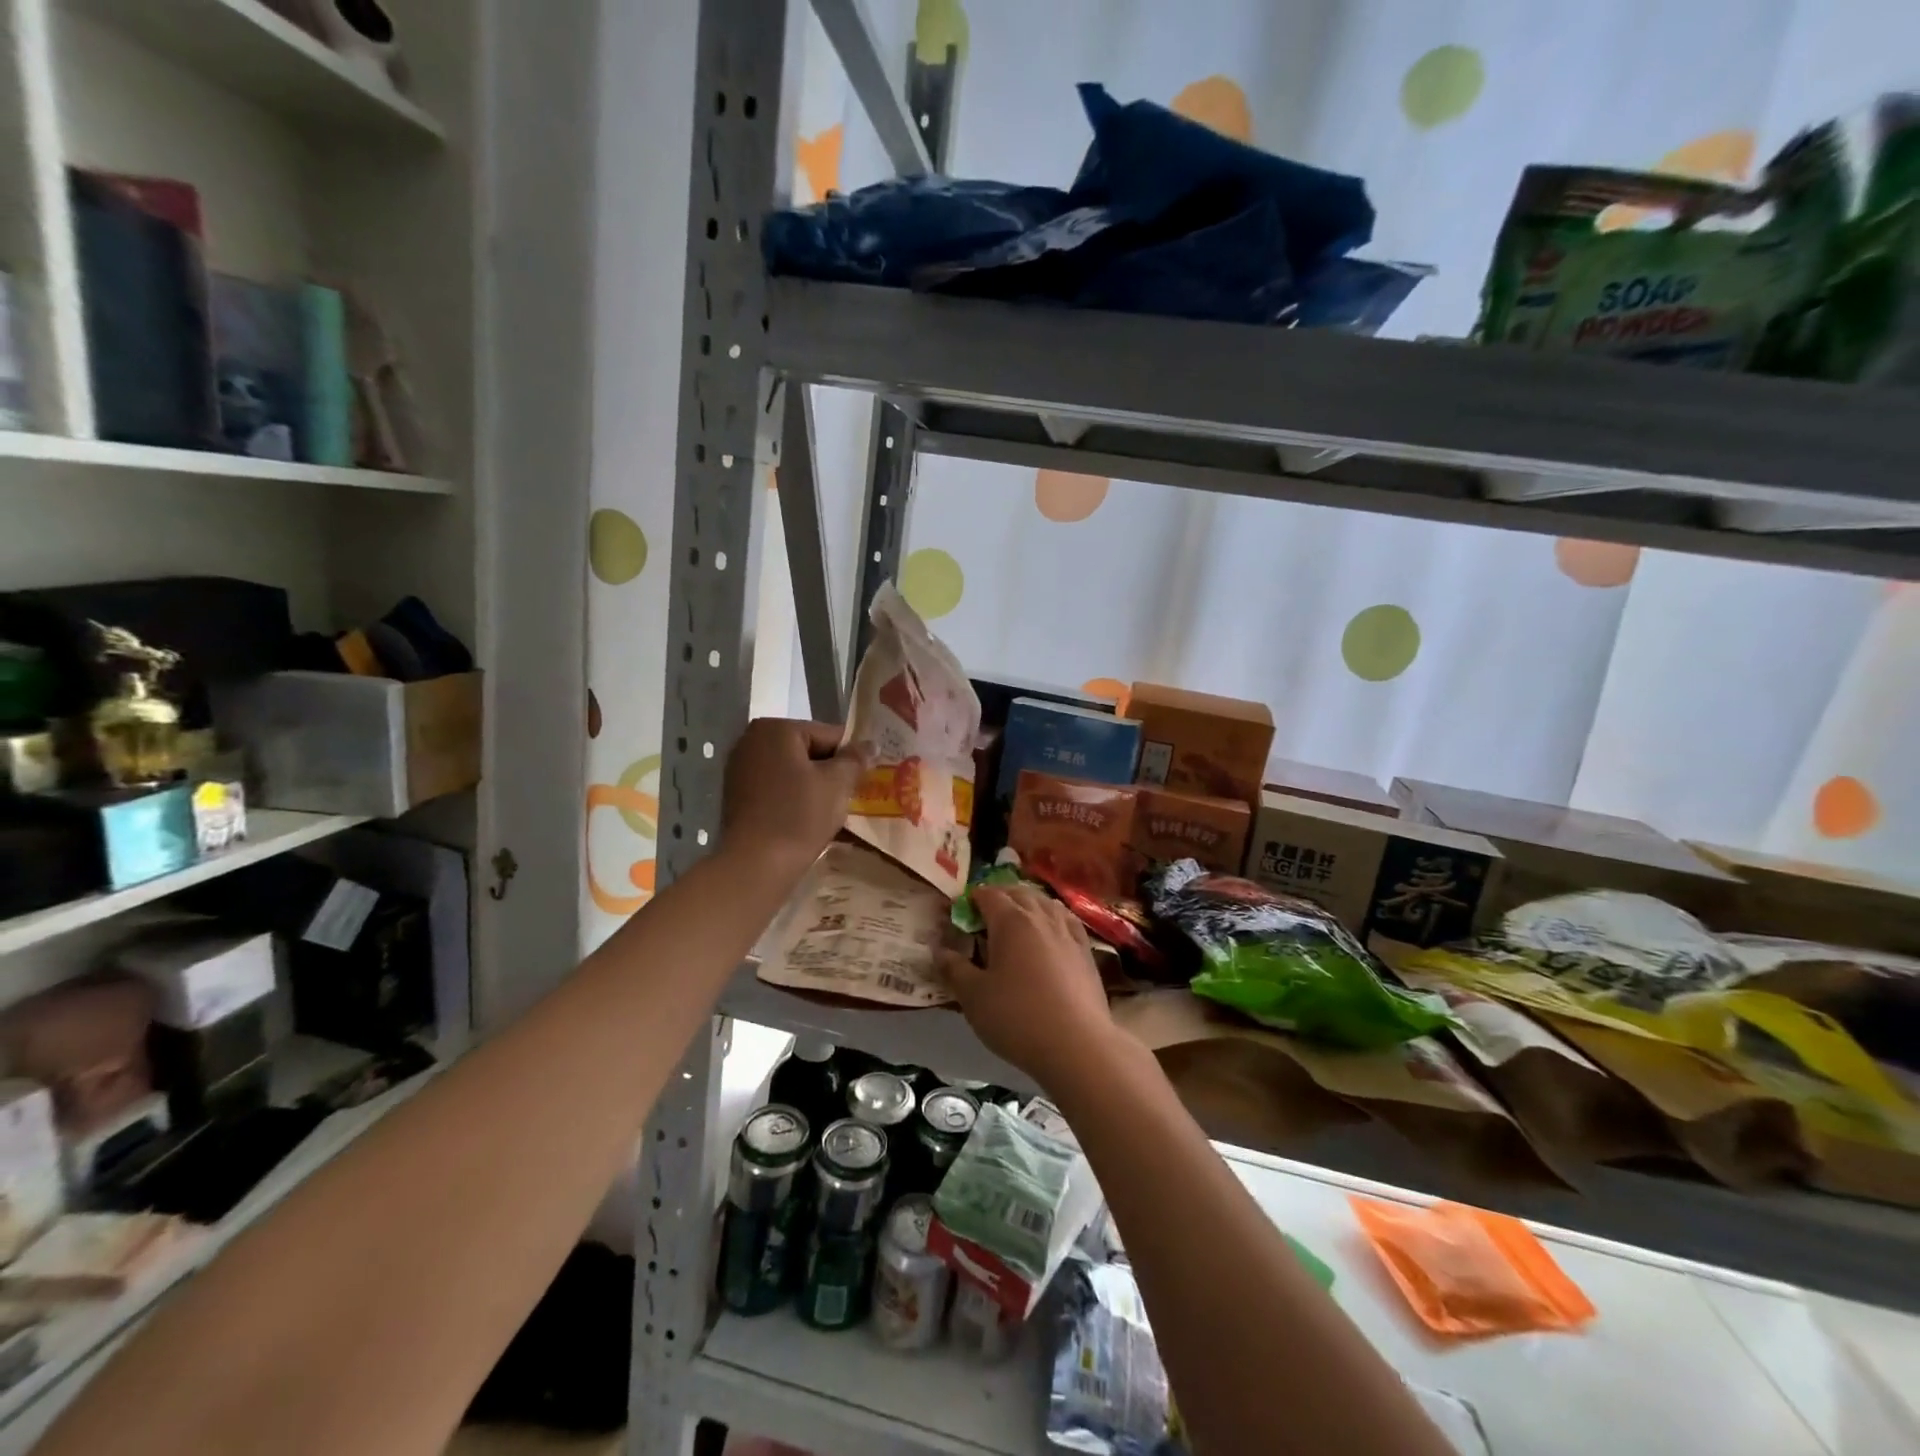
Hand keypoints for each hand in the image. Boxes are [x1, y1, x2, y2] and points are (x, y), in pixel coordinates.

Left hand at [721, 719, 863, 876]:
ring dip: (814, 785)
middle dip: (831, 770)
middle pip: (808, 750)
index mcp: (775, 728)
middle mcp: (751, 740)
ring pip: (792, 770)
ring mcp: (740, 768)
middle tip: (853, 794)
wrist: (757, 864)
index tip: (867, 776)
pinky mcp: (737, 794)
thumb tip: (870, 745)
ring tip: (834, 808)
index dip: (852, 755)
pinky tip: (809, 817)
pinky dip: (794, 797)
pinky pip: (776, 787)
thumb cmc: (800, 816)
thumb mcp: (837, 784)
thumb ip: (855, 759)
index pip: (828, 734)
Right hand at [937, 885, 1123, 1090]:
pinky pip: (1067, 921)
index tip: (960, 913)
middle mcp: (1040, 916)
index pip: (988, 894)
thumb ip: (954, 969)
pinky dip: (1053, 918)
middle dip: (999, 898)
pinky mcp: (1086, 951)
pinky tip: (1050, 932)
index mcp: (1010, 921)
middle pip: (1018, 893)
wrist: (1077, 1045)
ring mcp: (1067, 932)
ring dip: (1028, 904)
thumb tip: (939, 949)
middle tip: (985, 917)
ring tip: (1017, 921)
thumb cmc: (1017, 1017)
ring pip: (1045, 903)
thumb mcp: (973, 997)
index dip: (972, 899)